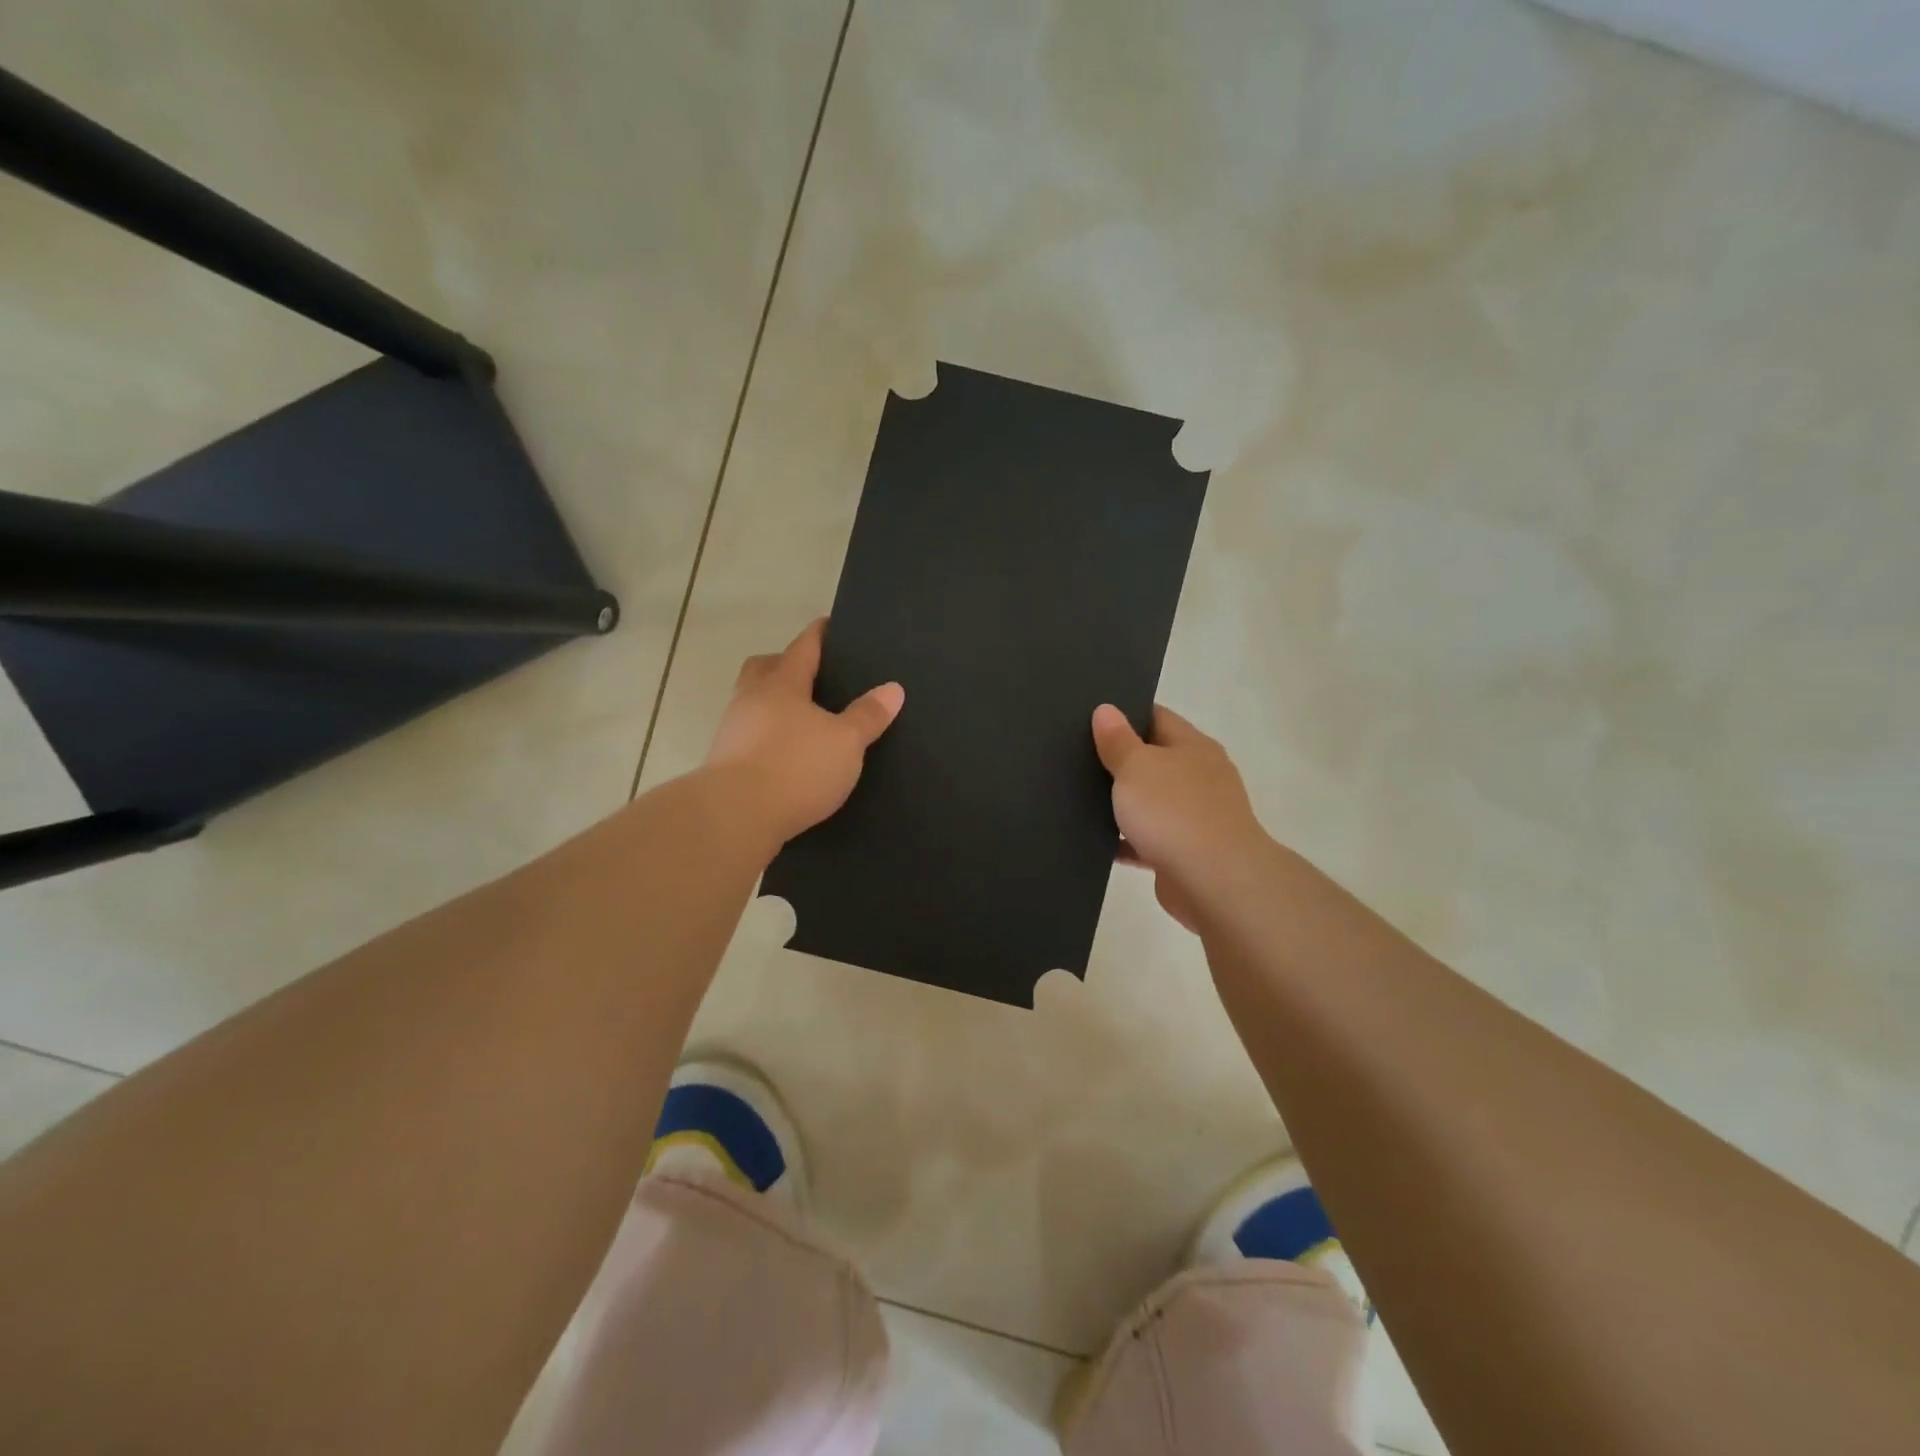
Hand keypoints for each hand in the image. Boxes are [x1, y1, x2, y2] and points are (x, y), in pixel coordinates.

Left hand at [706, 619, 903, 846]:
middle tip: (810, 674)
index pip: (803, 647)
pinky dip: (767, 737)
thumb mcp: (846, 742)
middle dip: (784, 664)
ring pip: (753, 703)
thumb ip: (868, 715)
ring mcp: (733, 731)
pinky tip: (786, 755)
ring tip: (803, 719)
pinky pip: (750, 736)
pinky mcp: (725, 763)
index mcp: (782, 684)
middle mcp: (751, 699)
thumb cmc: (795, 767)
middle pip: (764, 668)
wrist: (735, 816)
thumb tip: (893, 688)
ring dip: (774, 705)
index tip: (829, 624)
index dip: (819, 634)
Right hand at [1091, 704, 1267, 931]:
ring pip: (1149, 802)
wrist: (1215, 883)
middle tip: (1073, 756)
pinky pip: (1146, 841)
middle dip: (1118, 760)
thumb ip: (1117, 740)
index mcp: (1193, 747)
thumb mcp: (1136, 767)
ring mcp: (1195, 817)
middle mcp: (1199, 777)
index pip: (1156, 717)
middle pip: (1152, 759)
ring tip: (1076, 797)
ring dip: (1121, 803)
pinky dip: (1124, 841)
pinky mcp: (1184, 854)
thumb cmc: (1174, 812)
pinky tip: (1093, 841)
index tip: (1088, 717)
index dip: (1124, 714)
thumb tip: (1106, 709)